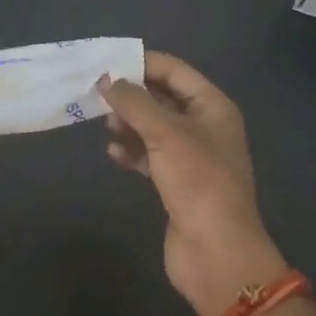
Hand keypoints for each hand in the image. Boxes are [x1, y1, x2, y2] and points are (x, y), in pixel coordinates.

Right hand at [101, 54, 288, 315]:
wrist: (216, 252)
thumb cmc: (198, 181)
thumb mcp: (165, 133)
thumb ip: (134, 102)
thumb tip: (107, 79)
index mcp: (212, 106)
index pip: (174, 71)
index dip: (142, 63)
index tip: (107, 64)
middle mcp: (204, 126)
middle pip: (162, 98)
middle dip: (131, 96)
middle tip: (98, 96)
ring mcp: (191, 156)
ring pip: (153, 128)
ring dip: (129, 124)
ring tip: (107, 128)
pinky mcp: (176, 183)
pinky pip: (149, 156)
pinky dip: (132, 151)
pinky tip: (114, 154)